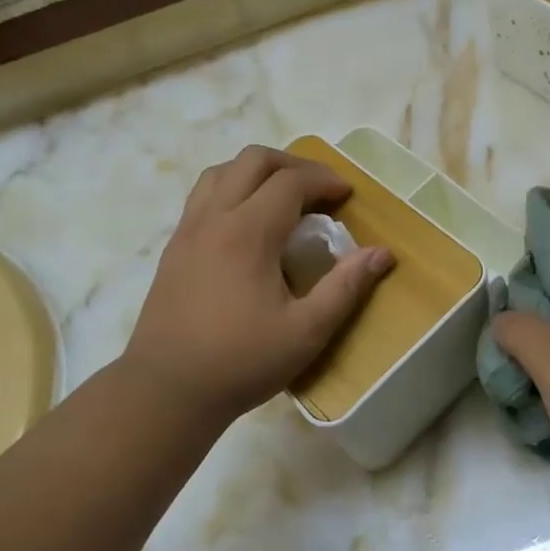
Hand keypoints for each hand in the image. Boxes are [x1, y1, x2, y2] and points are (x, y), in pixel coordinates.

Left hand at [123, 146, 392, 427]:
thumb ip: (346, 287)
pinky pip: (203, 196)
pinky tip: (247, 224)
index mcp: (248, 233)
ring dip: (258, 172)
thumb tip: (382, 254)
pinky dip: (232, 190)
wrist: (166, 390)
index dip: (324, 180)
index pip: (290, 181)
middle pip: (253, 160)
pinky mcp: (173, 248)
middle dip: (293, 165)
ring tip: (282, 198)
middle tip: (319, 190)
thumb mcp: (306, 331)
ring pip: (221, 172)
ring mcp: (187, 231)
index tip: (347, 195)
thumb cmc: (241, 361)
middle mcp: (214, 218)